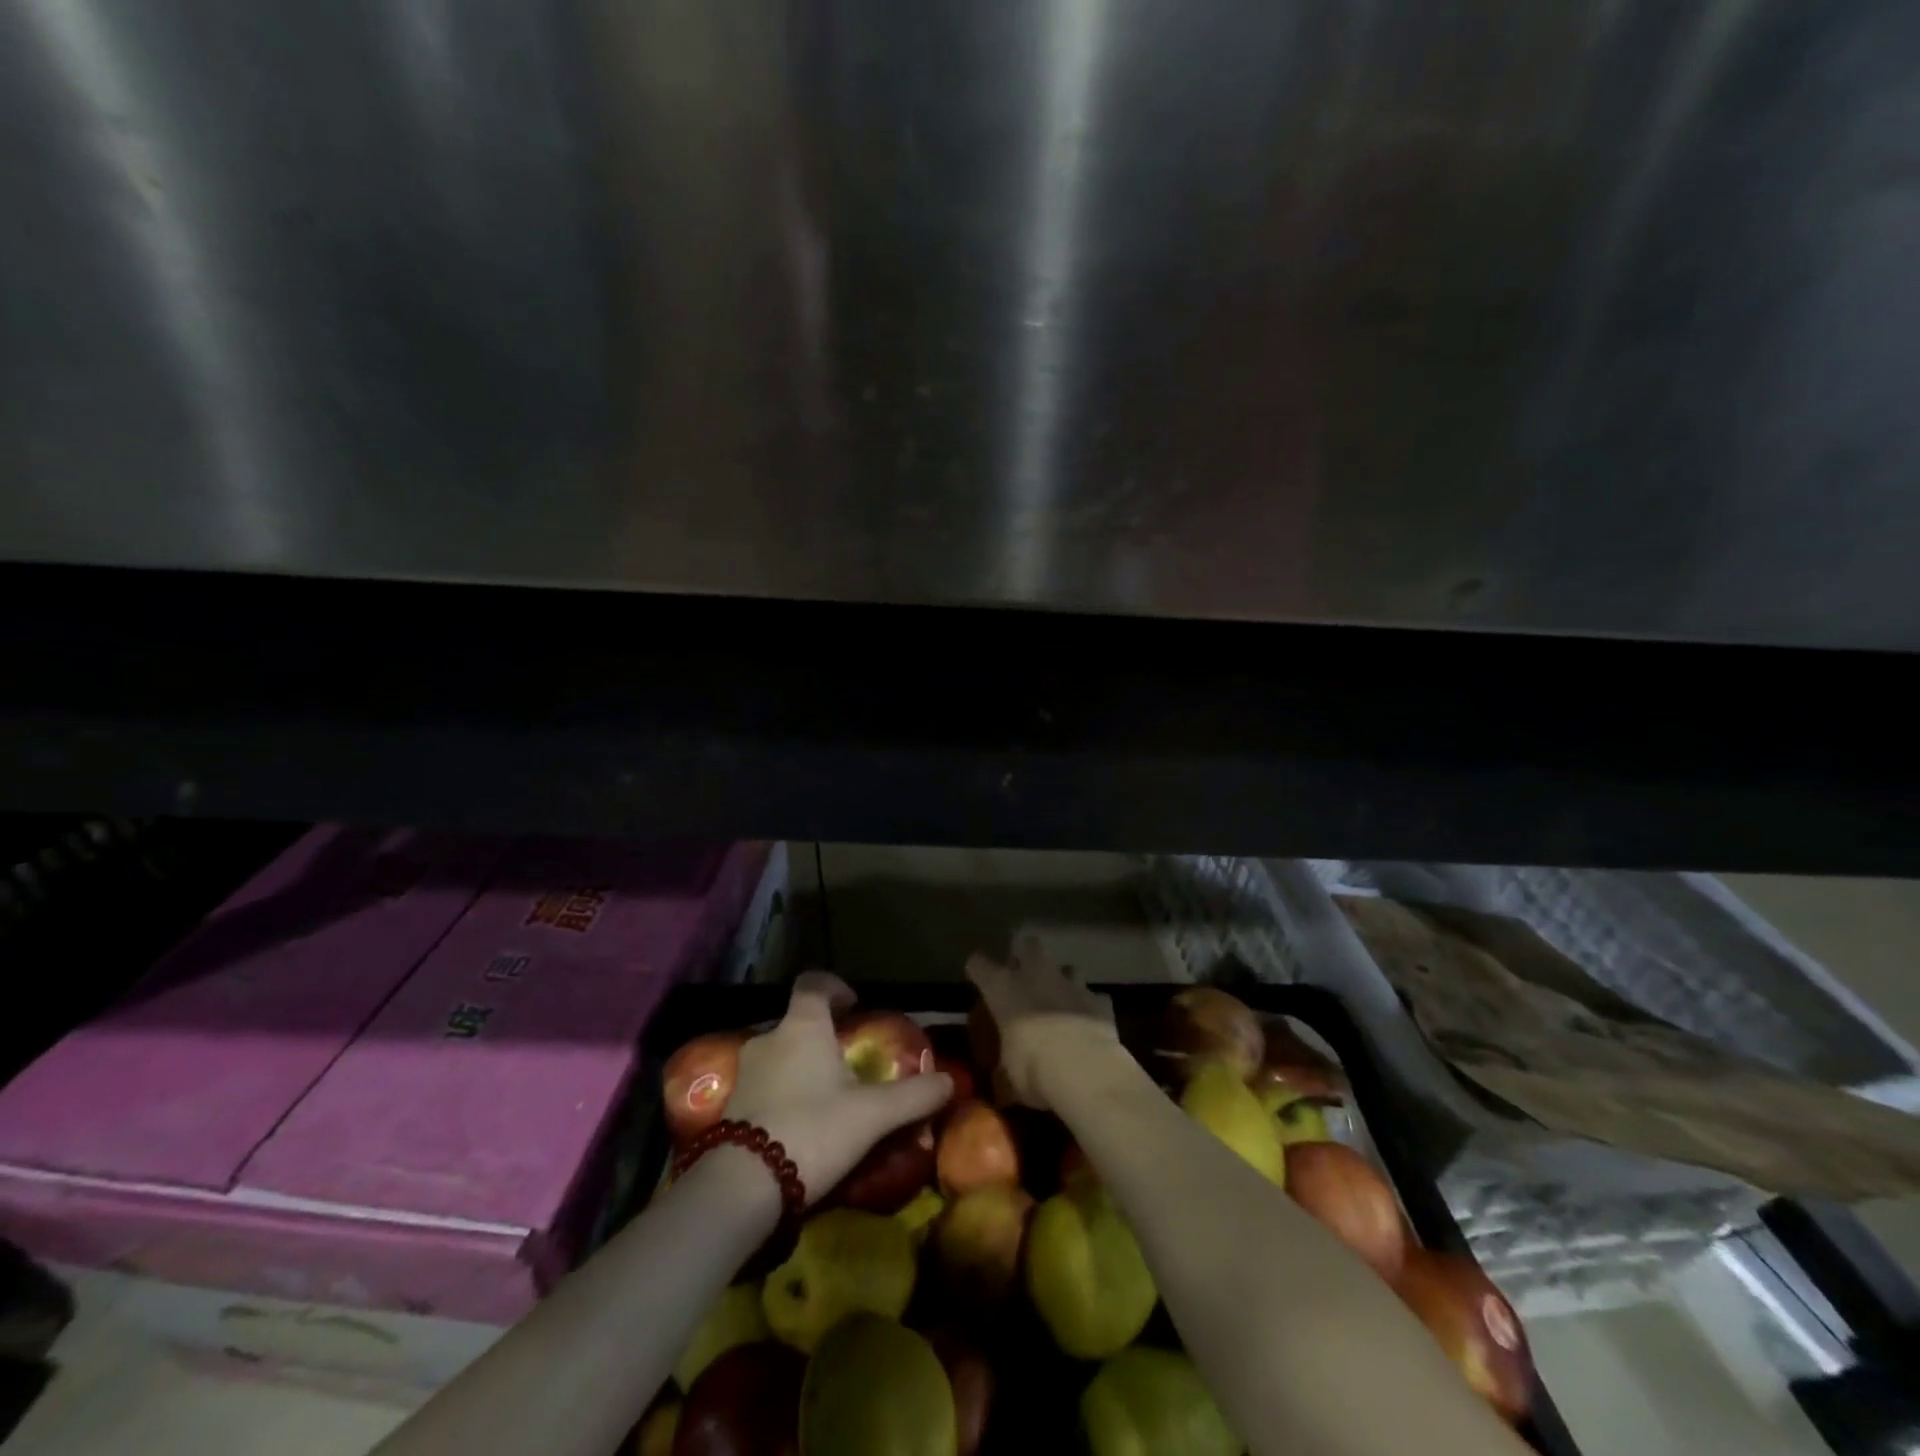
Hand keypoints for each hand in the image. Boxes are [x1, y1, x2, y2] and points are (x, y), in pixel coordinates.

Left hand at [725, 972, 953, 1204]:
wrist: (742, 1186)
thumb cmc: (812, 1129)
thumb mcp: (873, 1114)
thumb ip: (913, 1095)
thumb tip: (949, 1081)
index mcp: (803, 1026)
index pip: (813, 983)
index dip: (834, 987)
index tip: (854, 1004)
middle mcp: (769, 1039)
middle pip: (797, 1021)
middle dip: (821, 1034)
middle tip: (847, 1059)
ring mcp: (745, 1073)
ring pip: (779, 1055)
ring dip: (801, 1066)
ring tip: (827, 1096)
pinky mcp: (730, 1108)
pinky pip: (764, 1086)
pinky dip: (783, 1094)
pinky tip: (801, 1124)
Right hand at [965, 934, 1121, 1109]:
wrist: (1085, 1071)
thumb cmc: (1033, 1070)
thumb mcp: (1007, 1079)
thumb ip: (1002, 1075)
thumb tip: (999, 1088)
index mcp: (1003, 988)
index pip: (979, 964)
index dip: (977, 969)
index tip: (976, 977)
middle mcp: (1036, 975)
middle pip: (1028, 945)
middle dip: (1026, 955)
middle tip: (1023, 976)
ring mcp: (1071, 984)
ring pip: (1066, 967)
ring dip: (1062, 980)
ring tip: (1059, 1000)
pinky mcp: (1099, 1000)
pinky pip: (1093, 997)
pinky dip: (1089, 1007)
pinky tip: (1087, 1022)